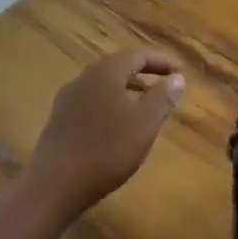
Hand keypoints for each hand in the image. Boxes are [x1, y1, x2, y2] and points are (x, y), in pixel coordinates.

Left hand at [26, 49, 185, 219]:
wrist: (56, 184)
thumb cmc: (108, 149)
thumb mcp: (145, 123)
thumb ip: (162, 97)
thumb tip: (176, 77)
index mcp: (106, 73)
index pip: (138, 55)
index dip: (162, 61)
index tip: (181, 71)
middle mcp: (84, 79)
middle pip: (118, 68)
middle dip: (144, 75)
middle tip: (165, 87)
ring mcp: (67, 100)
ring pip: (104, 87)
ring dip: (127, 91)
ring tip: (145, 108)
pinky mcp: (59, 121)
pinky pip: (92, 103)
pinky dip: (111, 106)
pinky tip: (118, 127)